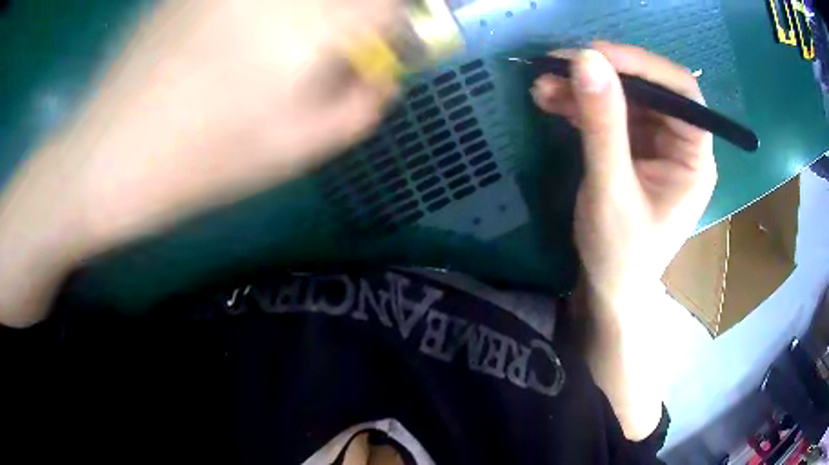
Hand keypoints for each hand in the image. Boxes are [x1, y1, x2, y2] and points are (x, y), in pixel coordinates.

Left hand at [0, 0, 399, 326]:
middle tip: (340, 40)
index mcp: (306, 28)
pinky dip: (267, 12)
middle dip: (359, 13)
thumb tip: (385, 71)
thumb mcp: (294, 151)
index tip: (387, 42)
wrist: (108, 158)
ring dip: (313, 13)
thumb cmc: (199, 165)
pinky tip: (244, 34)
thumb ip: (360, 106)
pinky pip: (252, 0)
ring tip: (290, 44)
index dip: (400, 20)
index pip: (387, 4)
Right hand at [532, 42, 716, 307]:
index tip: (595, 55)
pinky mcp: (632, 148)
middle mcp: (679, 144)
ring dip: (583, 88)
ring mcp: (655, 144)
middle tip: (556, 66)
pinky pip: (608, 114)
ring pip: (623, 98)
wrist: (608, 289)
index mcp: (694, 158)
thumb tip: (585, 59)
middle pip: (648, 89)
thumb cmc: (620, 254)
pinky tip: (551, 101)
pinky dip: (579, 105)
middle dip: (603, 75)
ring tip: (543, 85)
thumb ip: (602, 125)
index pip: (681, 93)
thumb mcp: (611, 190)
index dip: (642, 66)